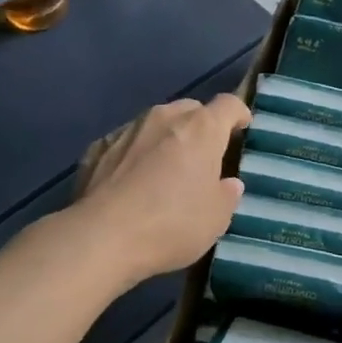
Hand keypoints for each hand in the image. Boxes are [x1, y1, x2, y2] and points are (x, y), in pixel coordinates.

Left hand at [73, 94, 249, 283]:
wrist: (100, 237)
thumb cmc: (171, 224)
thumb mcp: (216, 219)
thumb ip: (227, 195)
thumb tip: (228, 183)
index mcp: (201, 128)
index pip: (228, 105)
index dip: (239, 114)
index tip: (242, 127)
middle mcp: (165, 117)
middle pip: (191, 109)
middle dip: (200, 126)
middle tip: (203, 154)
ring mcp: (128, 129)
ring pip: (156, 122)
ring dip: (166, 138)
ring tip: (164, 167)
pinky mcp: (98, 147)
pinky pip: (126, 142)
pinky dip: (134, 154)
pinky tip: (130, 181)